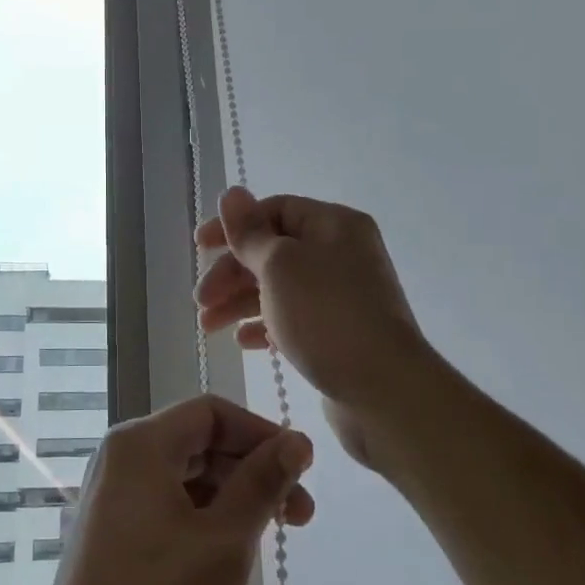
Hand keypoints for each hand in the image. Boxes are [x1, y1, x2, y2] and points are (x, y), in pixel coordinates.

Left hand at [40, 394, 314, 584]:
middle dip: (252, 469)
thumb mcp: (225, 540)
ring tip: (272, 536)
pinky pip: (167, 503)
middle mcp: (121, 458)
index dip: (261, 433)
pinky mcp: (112, 531)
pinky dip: (205, 516)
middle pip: (199, 442)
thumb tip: (297, 441)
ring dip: (233, 496)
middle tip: (300, 514)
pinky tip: (230, 551)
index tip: (301, 468)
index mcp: (141, 444)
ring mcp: (113, 495)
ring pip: (186, 476)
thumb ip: (262, 483)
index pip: (211, 412)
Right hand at [195, 187, 430, 469]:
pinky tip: (243, 343)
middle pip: (273, 250)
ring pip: (279, 287)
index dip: (234, 226)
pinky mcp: (339, 333)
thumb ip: (249, 232)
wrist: (385, 392)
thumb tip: (231, 192)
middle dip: (231, 272)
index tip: (199, 247)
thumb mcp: (280, 265)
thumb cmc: (327, 316)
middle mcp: (341, 254)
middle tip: (201, 300)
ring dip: (239, 302)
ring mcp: (342, 296)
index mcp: (334, 225)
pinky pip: (293, 318)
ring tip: (208, 327)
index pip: (275, 210)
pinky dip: (264, 325)